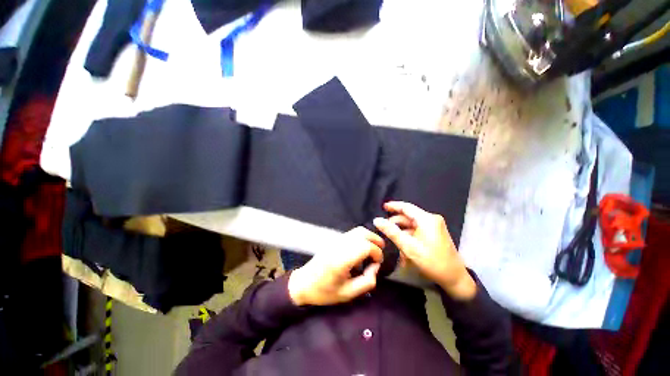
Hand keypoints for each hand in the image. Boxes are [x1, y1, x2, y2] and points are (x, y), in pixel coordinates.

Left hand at [288, 227, 383, 305]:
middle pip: (362, 233)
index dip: (376, 253)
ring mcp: (335, 240)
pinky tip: (363, 248)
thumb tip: (375, 266)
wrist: (304, 283)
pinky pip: (351, 233)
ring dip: (369, 237)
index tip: (378, 263)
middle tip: (381, 252)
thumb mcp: (348, 294)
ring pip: (357, 230)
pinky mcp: (334, 240)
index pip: (365, 246)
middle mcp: (339, 245)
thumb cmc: (325, 291)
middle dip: (375, 241)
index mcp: (341, 260)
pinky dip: (361, 237)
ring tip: (374, 248)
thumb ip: (367, 281)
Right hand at [373, 201, 475, 299]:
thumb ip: (391, 232)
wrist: (454, 278)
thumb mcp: (408, 246)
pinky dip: (409, 236)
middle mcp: (431, 220)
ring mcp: (434, 227)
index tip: (382, 207)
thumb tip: (377, 220)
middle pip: (409, 216)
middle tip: (383, 227)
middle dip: (396, 222)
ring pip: (412, 225)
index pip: (406, 207)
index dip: (393, 206)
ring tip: (391, 239)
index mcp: (427, 219)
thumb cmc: (432, 261)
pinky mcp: (435, 234)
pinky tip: (402, 245)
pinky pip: (418, 231)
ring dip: (402, 231)